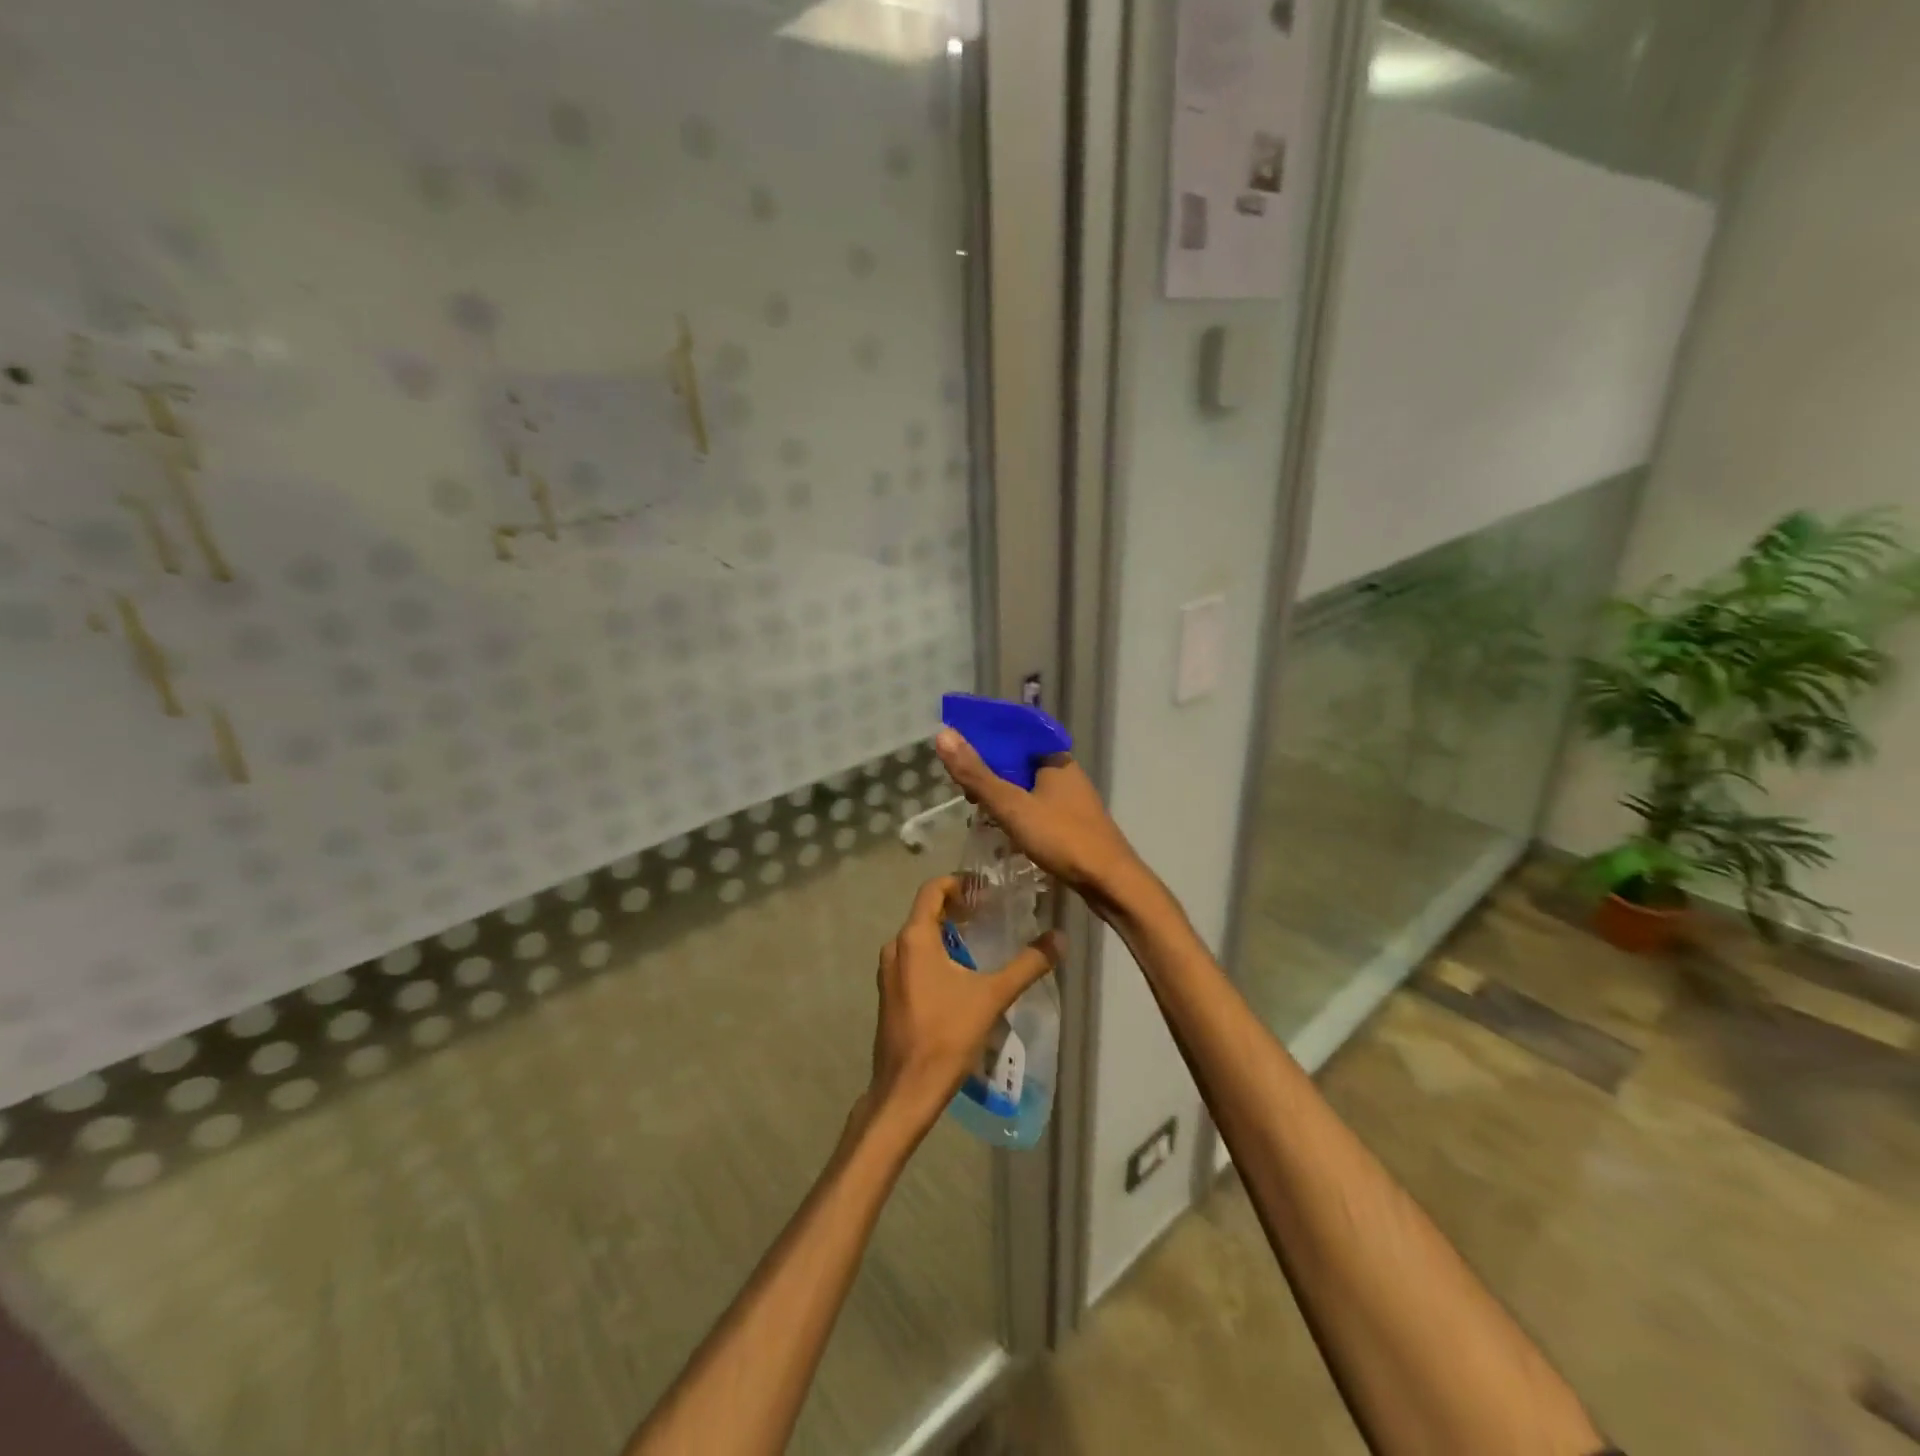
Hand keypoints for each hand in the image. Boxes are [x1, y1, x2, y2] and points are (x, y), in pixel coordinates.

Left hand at [867, 876, 1060, 1131]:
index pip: (932, 889)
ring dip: (947, 932)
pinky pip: (913, 959)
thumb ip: (1027, 964)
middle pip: (926, 912)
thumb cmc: (947, 1036)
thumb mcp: (993, 996)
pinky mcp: (889, 994)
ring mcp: (888, 972)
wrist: (907, 1090)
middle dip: (957, 908)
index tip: (986, 889)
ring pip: (919, 937)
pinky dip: (936, 954)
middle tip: (991, 912)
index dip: (959, 882)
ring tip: (980, 940)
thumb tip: (1060, 938)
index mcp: (914, 938)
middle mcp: (895, 947)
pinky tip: (961, 973)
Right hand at [934, 729, 1148, 912]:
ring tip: (977, 810)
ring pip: (1026, 785)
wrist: (1110, 882)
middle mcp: (1064, 771)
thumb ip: (977, 774)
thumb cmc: (1062, 838)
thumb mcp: (1012, 806)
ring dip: (1001, 793)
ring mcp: (1071, 797)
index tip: (959, 756)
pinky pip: (1036, 805)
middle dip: (989, 771)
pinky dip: (1016, 811)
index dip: (984, 739)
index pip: (1013, 733)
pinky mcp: (1072, 821)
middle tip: (964, 791)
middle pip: (1018, 759)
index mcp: (1054, 757)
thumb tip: (943, 734)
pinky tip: (1002, 827)